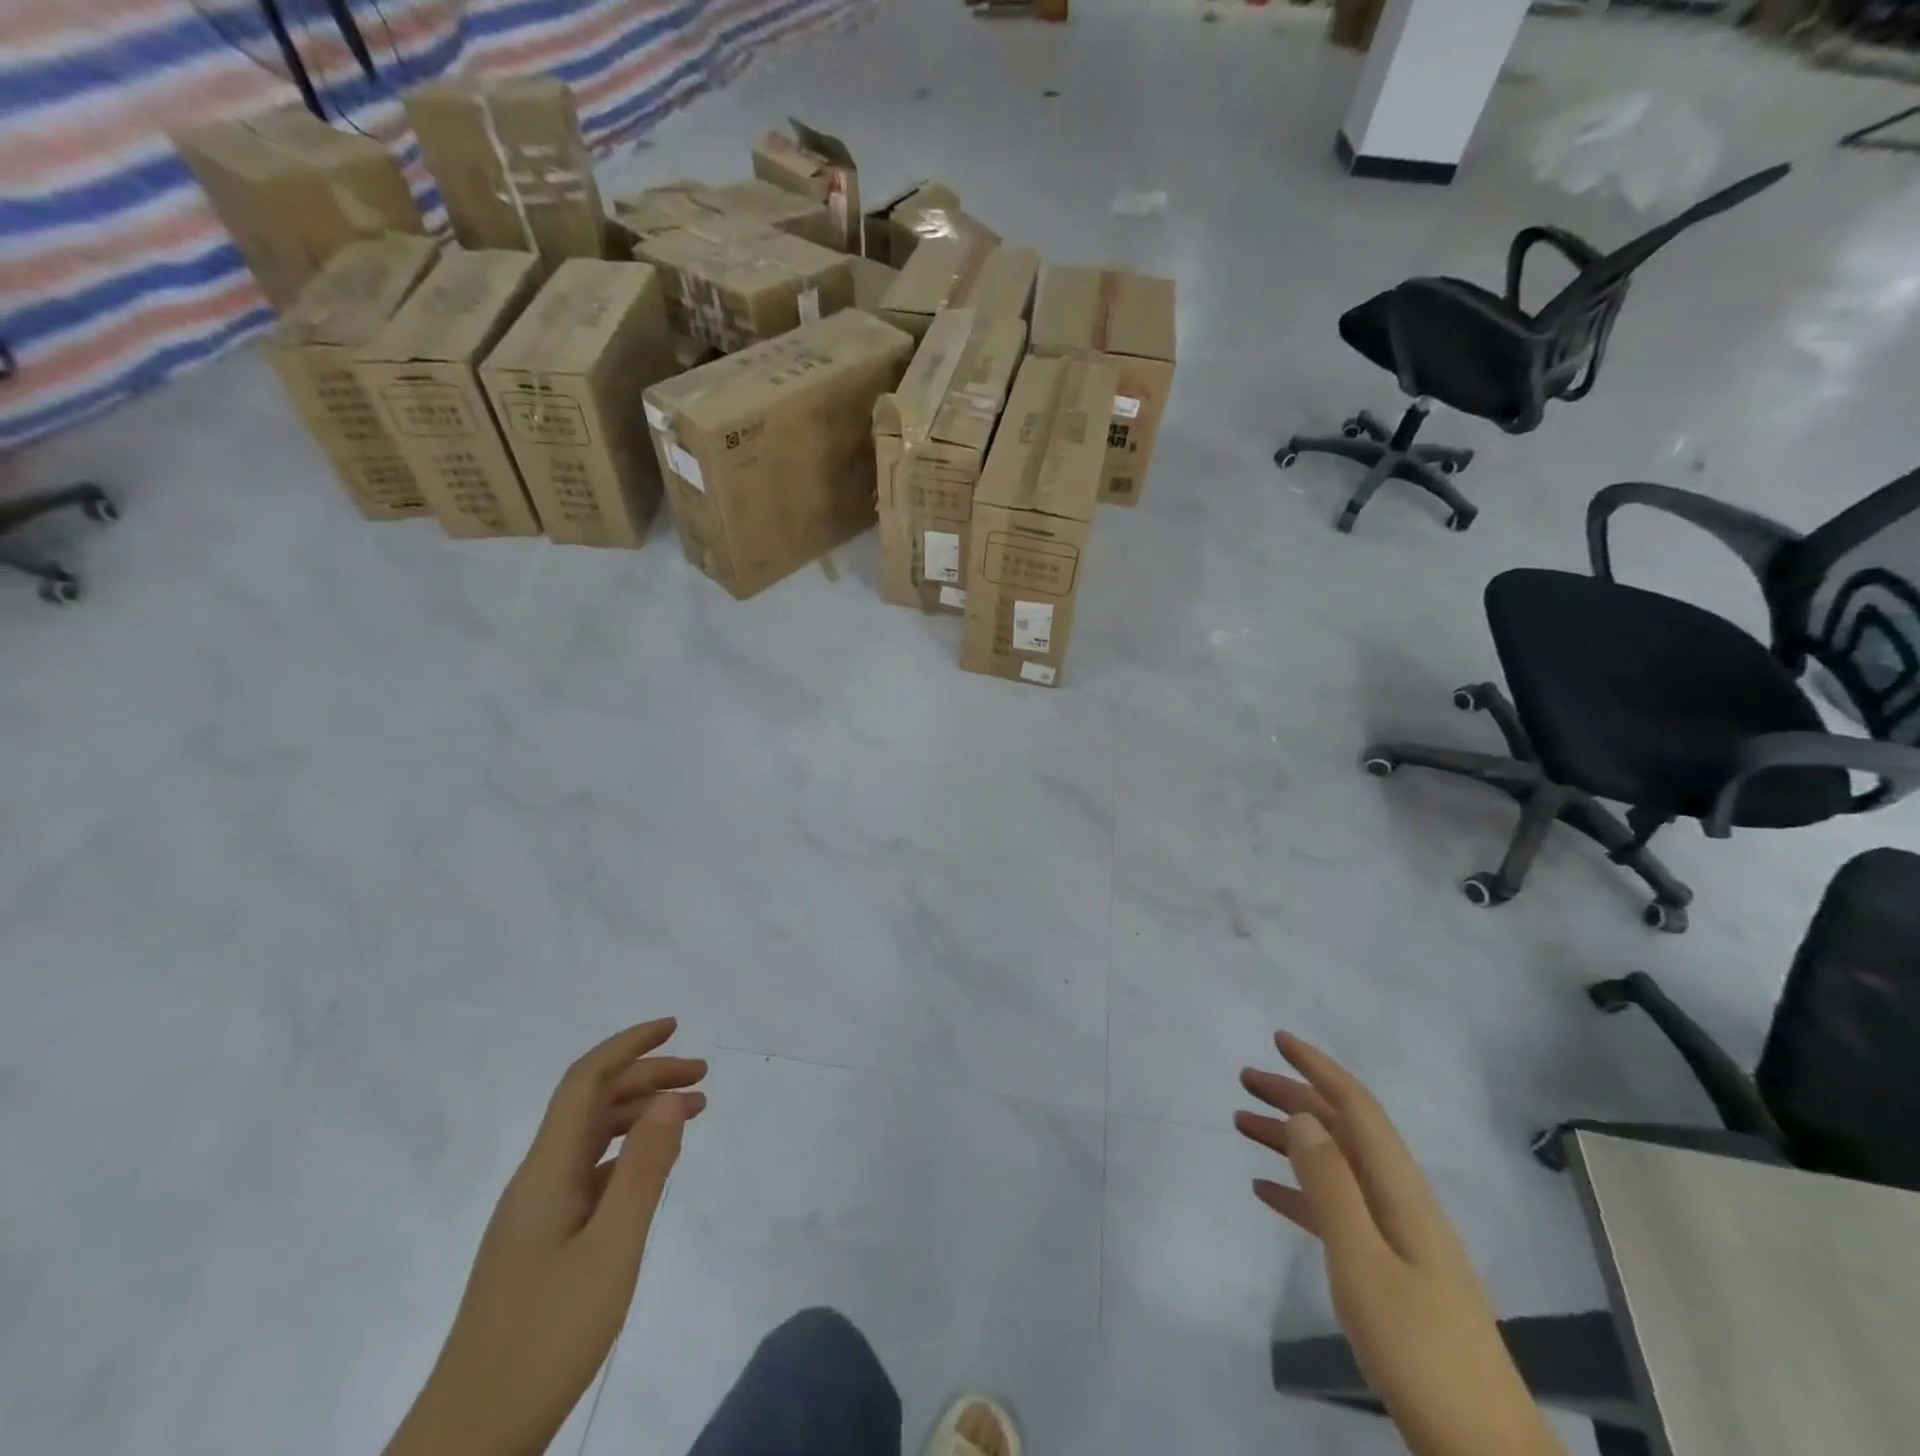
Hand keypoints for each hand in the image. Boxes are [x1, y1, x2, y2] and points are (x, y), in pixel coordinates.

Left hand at [385, 1019, 707, 1455]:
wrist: (470, 1442)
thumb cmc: (545, 1339)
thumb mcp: (612, 1249)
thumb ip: (644, 1168)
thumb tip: (671, 1097)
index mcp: (546, 1172)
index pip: (585, 1082)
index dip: (628, 1046)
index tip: (674, 1025)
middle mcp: (538, 1181)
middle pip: (592, 1104)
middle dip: (647, 1076)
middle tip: (703, 1076)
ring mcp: (537, 1215)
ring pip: (592, 1138)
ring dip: (640, 1113)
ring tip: (692, 1112)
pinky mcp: (543, 1245)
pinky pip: (591, 1174)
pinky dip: (628, 1154)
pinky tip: (653, 1167)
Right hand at [1236, 1033, 1564, 1455]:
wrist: (1484, 1452)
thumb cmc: (1420, 1350)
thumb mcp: (1363, 1262)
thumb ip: (1331, 1185)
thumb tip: (1303, 1115)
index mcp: (1401, 1192)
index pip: (1357, 1109)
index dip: (1319, 1069)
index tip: (1278, 1040)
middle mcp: (1401, 1202)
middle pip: (1343, 1131)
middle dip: (1296, 1098)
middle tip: (1245, 1081)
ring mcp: (1398, 1239)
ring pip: (1336, 1167)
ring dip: (1291, 1141)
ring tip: (1242, 1125)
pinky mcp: (1390, 1272)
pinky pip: (1336, 1210)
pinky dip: (1300, 1190)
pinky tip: (1266, 1190)